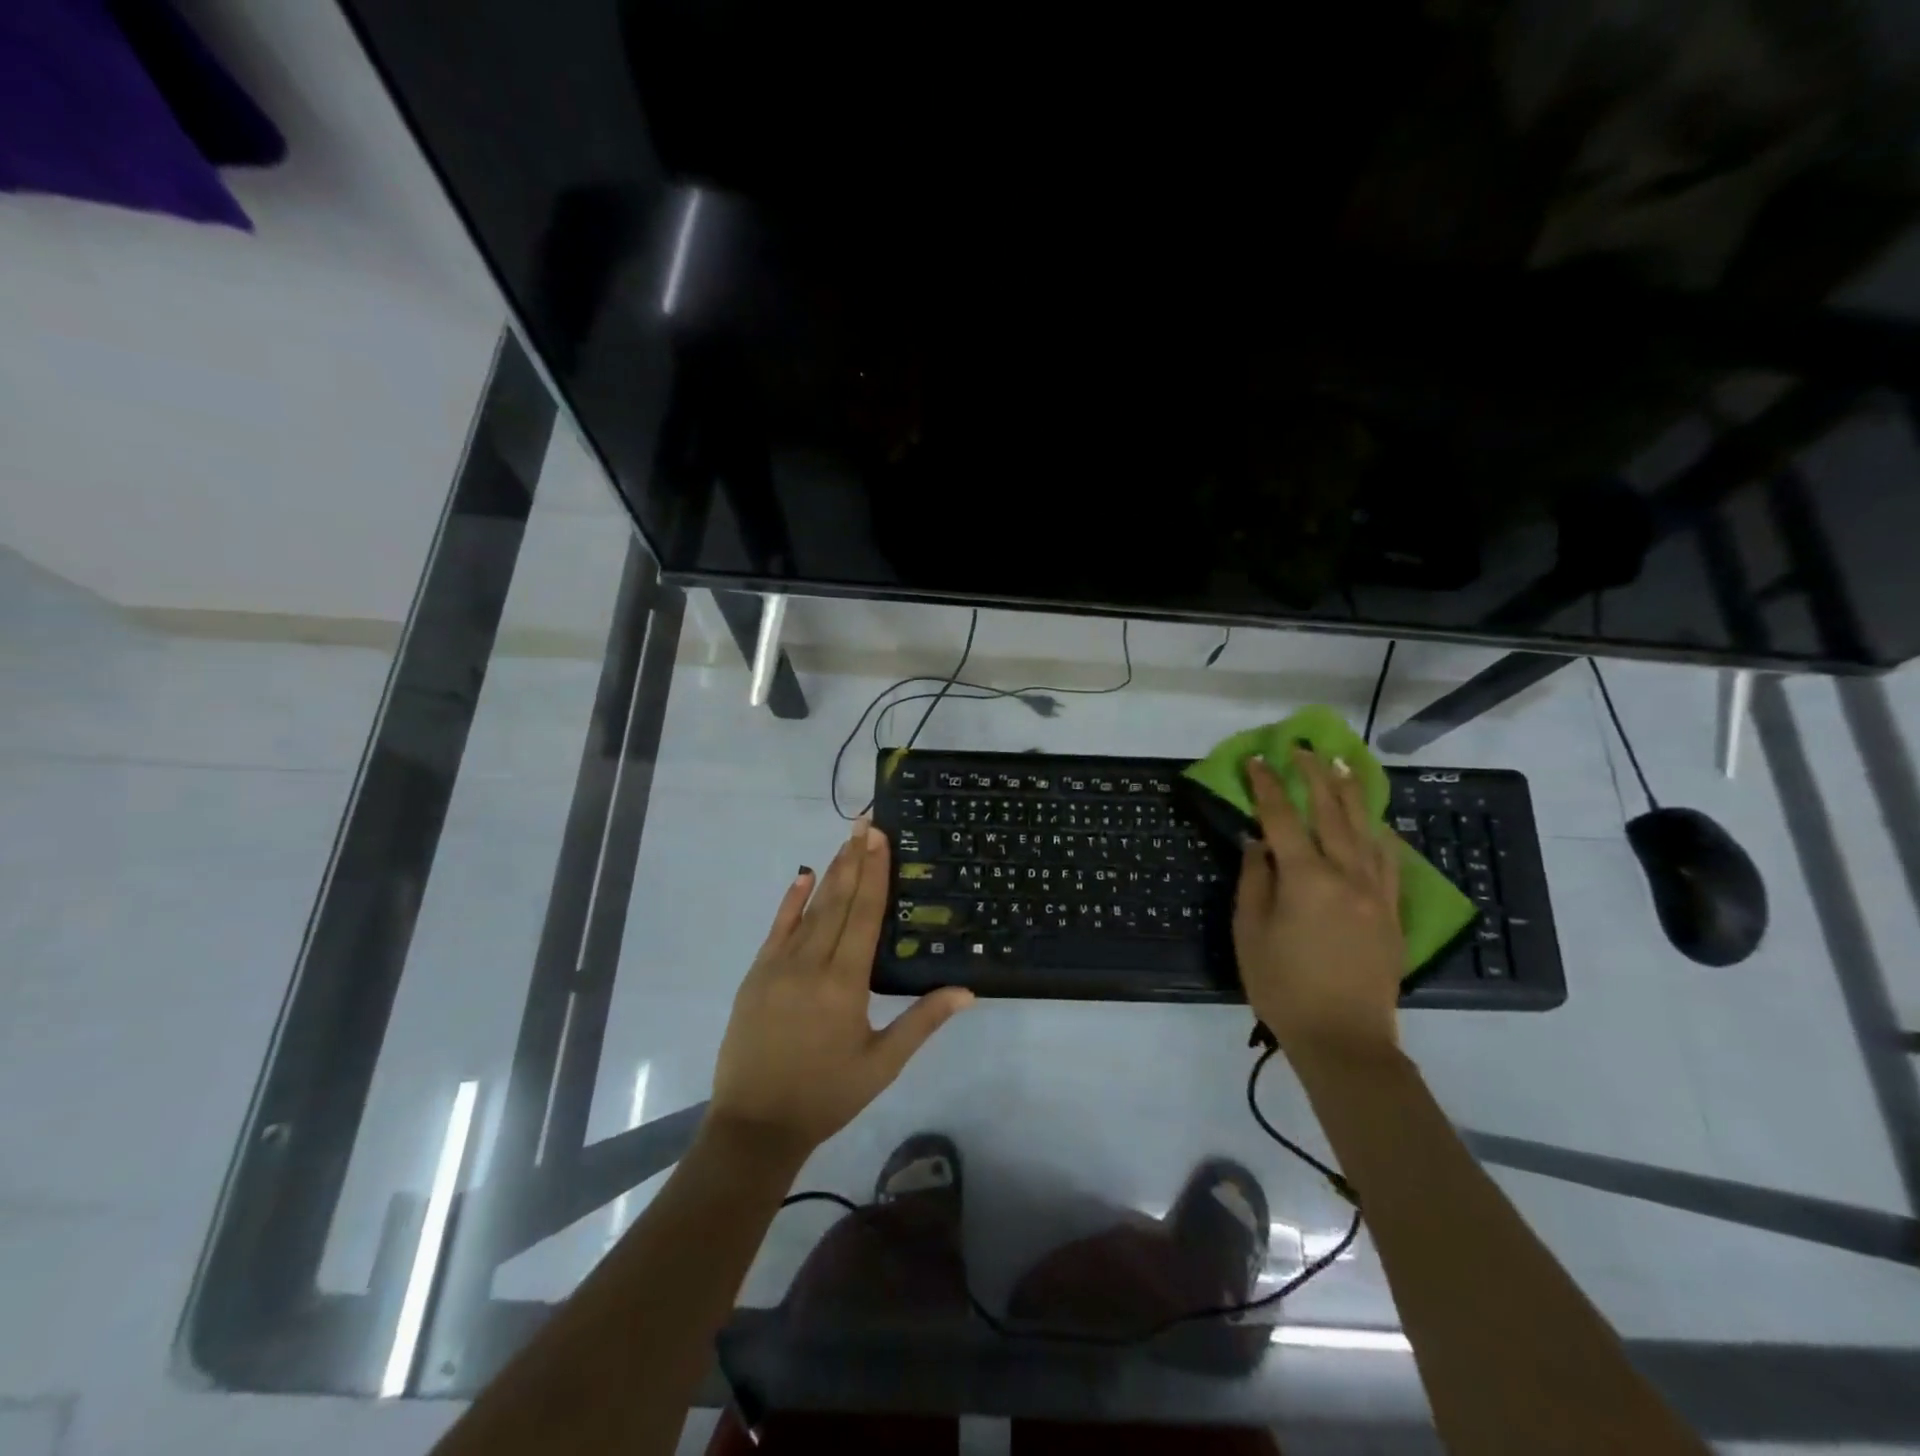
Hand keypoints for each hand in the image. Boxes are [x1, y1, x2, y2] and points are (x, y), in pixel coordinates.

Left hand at [709, 820, 974, 1164]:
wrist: (755, 1125)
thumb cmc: (826, 1096)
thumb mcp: (882, 1064)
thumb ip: (922, 1022)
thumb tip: (966, 990)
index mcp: (845, 983)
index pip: (865, 914)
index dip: (875, 872)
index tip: (880, 837)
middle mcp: (811, 963)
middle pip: (838, 901)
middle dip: (855, 859)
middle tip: (867, 822)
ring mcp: (779, 966)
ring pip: (810, 910)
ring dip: (831, 873)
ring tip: (846, 841)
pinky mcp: (757, 975)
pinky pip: (777, 928)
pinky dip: (791, 901)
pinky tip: (803, 875)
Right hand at [1233, 749, 1404, 1062]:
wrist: (1344, 1038)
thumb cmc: (1283, 987)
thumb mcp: (1250, 933)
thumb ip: (1254, 881)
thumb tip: (1258, 843)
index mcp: (1305, 879)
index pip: (1282, 818)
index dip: (1268, 786)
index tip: (1257, 760)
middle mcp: (1346, 875)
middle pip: (1330, 813)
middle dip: (1315, 776)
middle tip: (1303, 749)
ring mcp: (1375, 892)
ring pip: (1365, 830)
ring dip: (1351, 794)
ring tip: (1343, 766)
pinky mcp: (1392, 912)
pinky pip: (1390, 861)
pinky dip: (1380, 835)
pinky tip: (1376, 823)